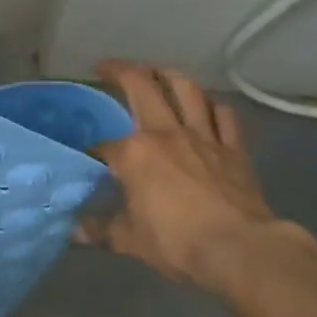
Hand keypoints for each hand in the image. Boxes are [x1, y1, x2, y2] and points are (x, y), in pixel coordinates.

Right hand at [81, 61, 312, 289]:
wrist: (240, 249)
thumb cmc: (178, 242)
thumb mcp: (130, 241)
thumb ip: (102, 230)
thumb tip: (75, 232)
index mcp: (135, 153)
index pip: (105, 145)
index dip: (93, 152)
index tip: (88, 162)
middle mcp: (167, 133)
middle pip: (142, 87)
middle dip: (120, 71)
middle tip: (106, 67)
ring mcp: (203, 137)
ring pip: (186, 89)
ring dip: (169, 75)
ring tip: (157, 73)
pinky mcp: (233, 149)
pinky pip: (224, 115)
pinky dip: (212, 105)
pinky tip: (206, 106)